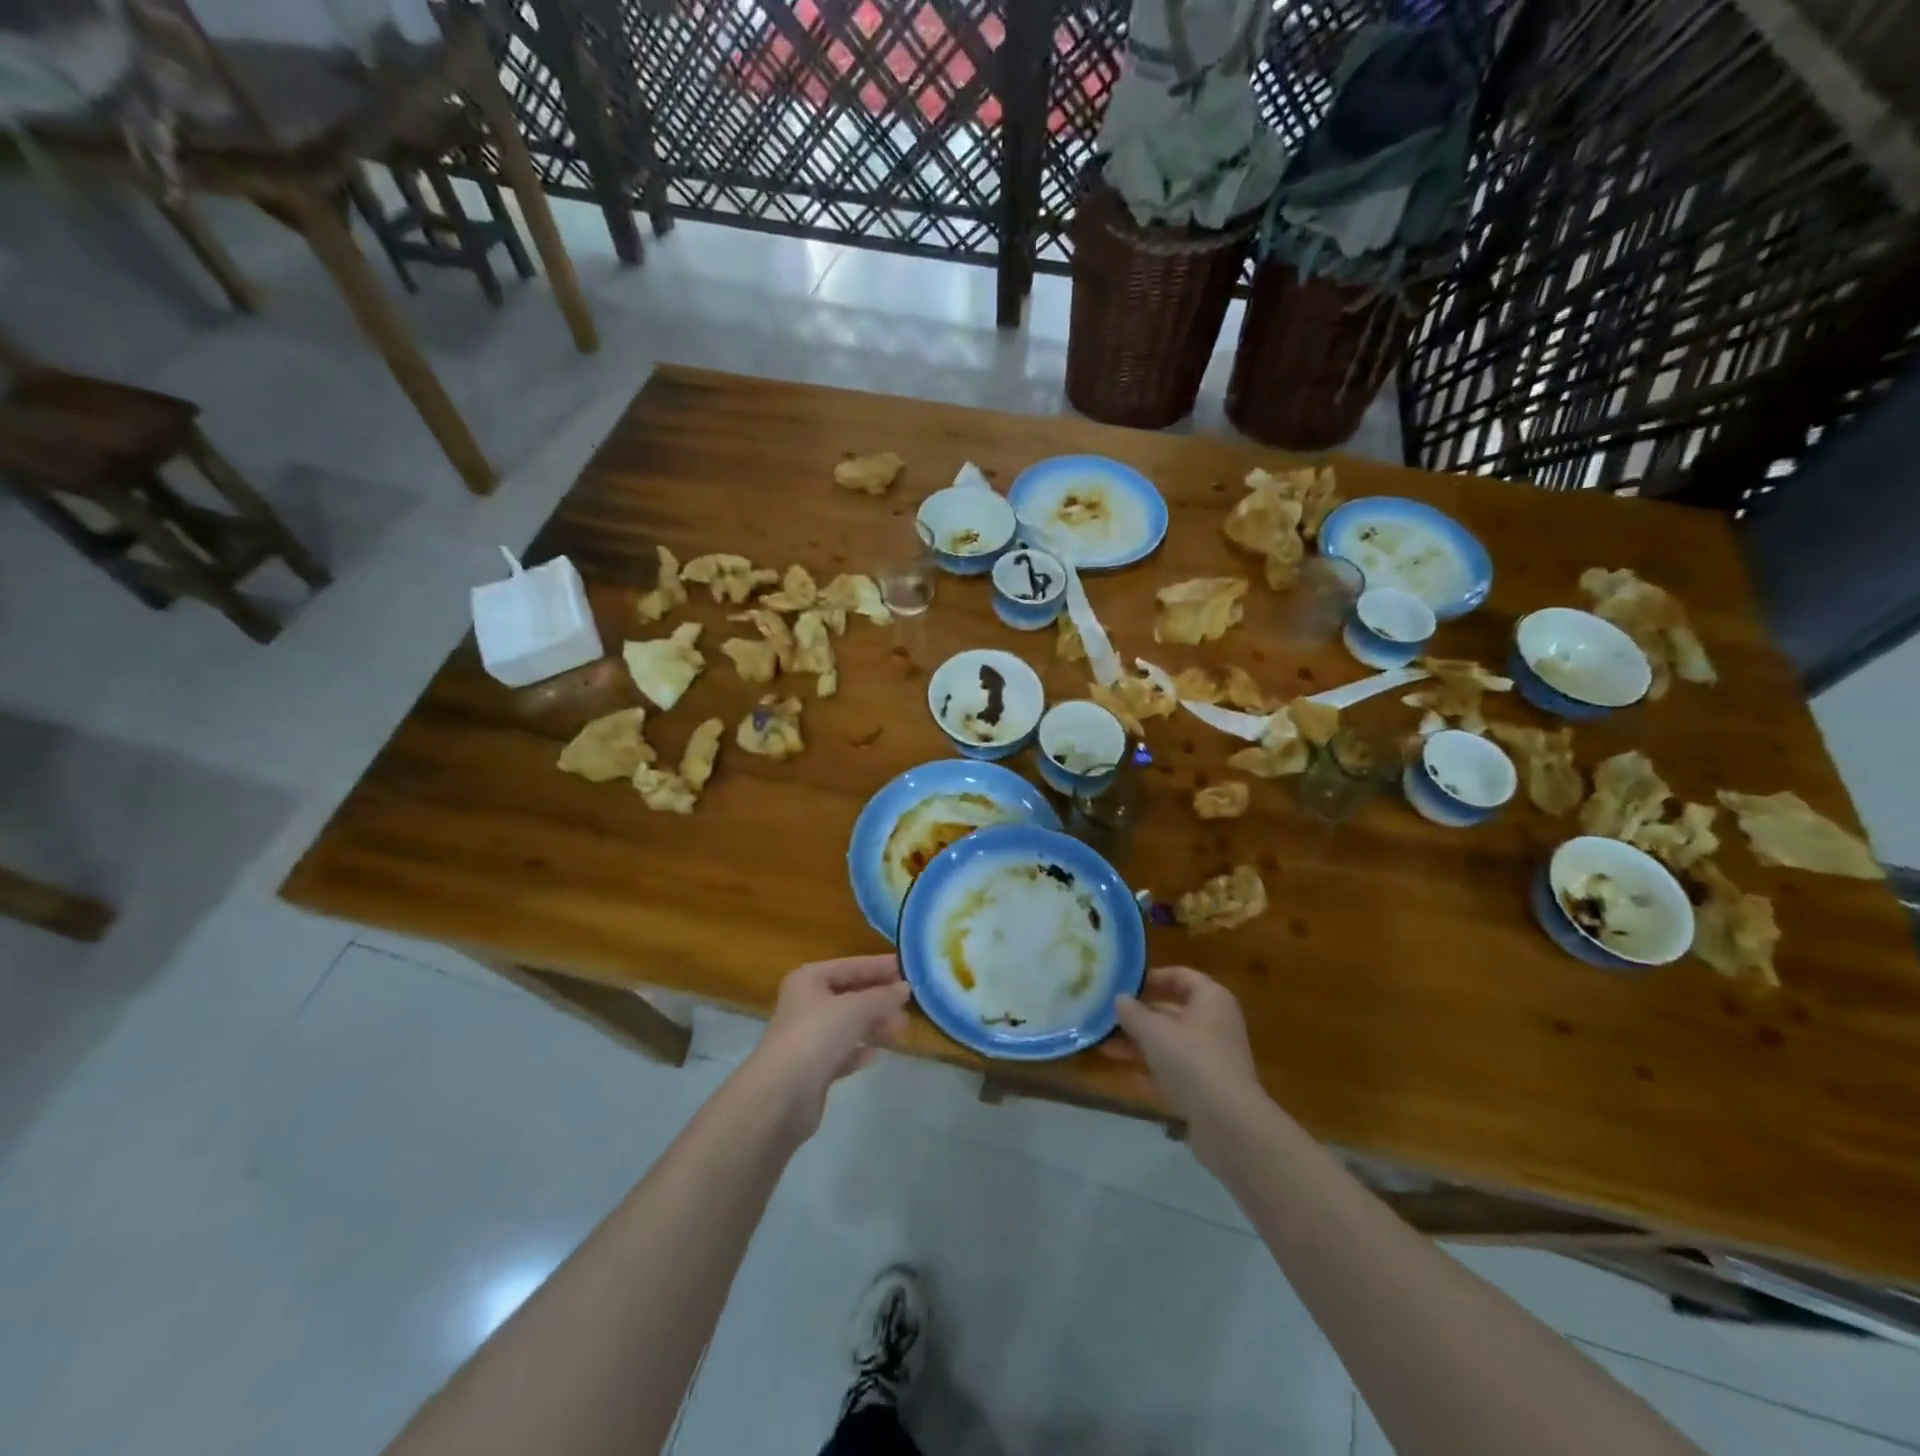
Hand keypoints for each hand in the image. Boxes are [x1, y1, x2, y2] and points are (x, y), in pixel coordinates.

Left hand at [743, 956, 910, 1139]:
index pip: (851, 965)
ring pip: (848, 1024)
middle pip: (849, 994)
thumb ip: (882, 997)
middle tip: (911, 1001)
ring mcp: (808, 1037)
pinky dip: (860, 1050)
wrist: (782, 1095)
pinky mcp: (813, 1068)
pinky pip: (843, 1051)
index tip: (909, 968)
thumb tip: (905, 988)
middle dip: (879, 997)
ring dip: (874, 1024)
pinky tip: (877, 1054)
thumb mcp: (855, 1008)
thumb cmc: (817, 1036)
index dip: (880, 966)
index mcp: (809, 979)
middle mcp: (806, 1003)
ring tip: (902, 1027)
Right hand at [1107, 967, 1264, 1166]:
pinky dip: (1152, 1072)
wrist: (1228, 1124)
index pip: (1180, 976)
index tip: (1122, 985)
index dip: (1151, 978)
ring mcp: (1213, 1058)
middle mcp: (1215, 1024)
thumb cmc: (1191, 1060)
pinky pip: (1175, 1072)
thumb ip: (1132, 1013)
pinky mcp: (1208, 1089)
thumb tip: (1119, 999)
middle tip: (1106, 1018)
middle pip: (1172, 1012)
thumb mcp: (1153, 1031)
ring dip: (1139, 1045)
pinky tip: (1126, 1076)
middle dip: (1138, 1017)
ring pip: (1170, 1044)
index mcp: (1211, 999)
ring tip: (1105, 1048)